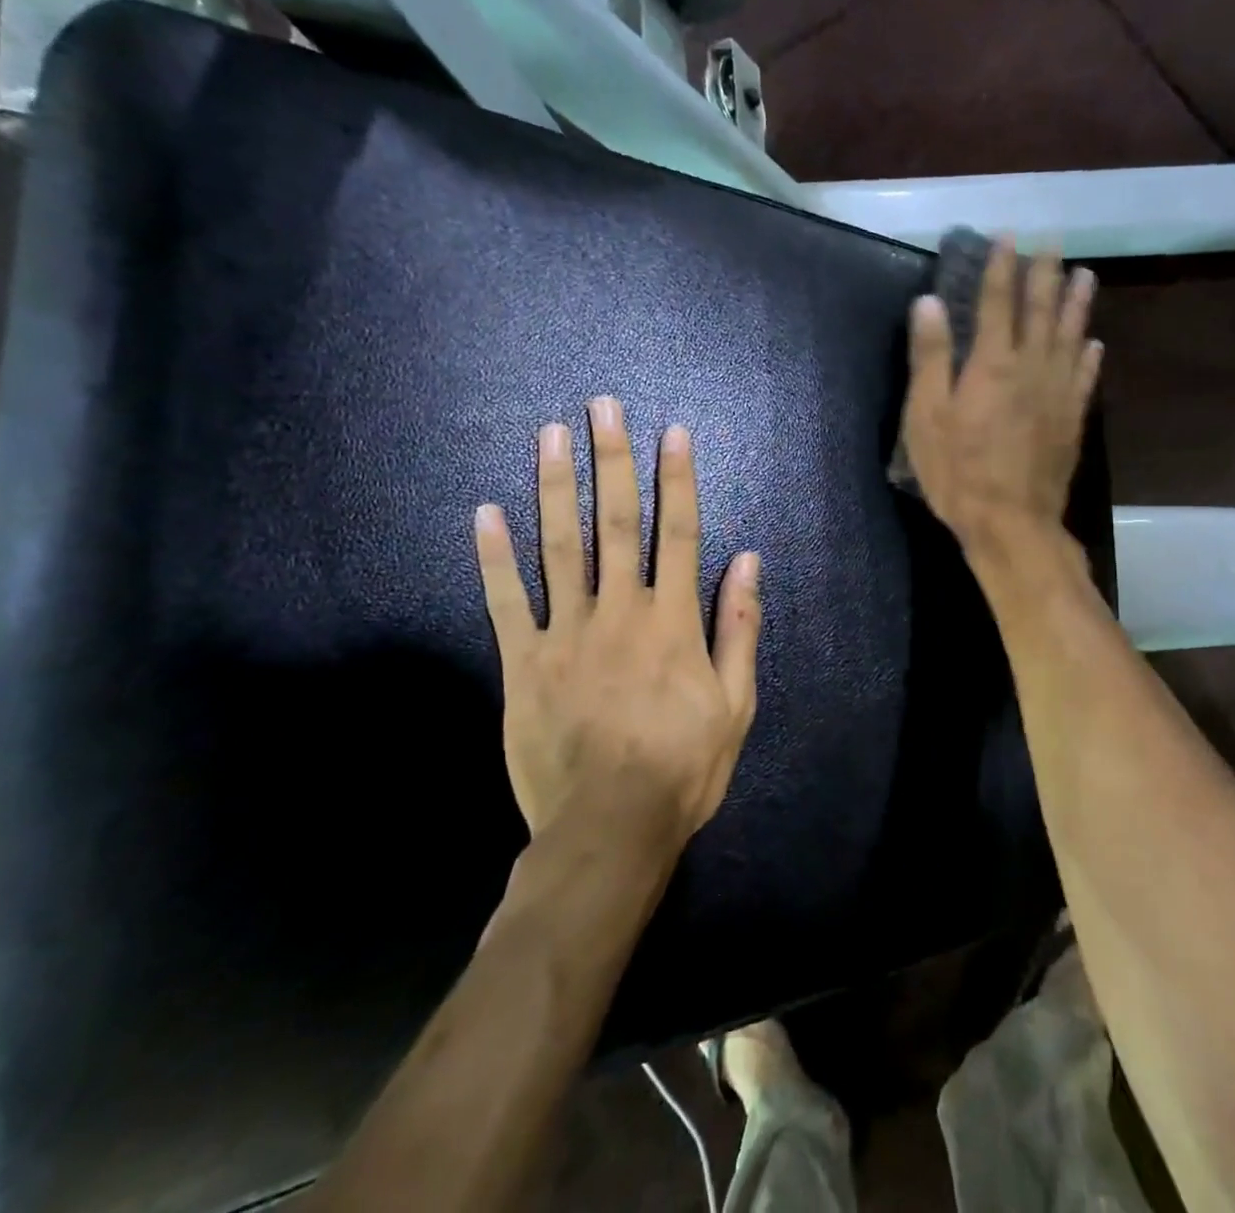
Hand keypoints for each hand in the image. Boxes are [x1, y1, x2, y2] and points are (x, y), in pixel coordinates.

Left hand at [473, 397, 761, 840]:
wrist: (609, 828)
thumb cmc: (683, 766)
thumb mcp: (736, 704)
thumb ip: (739, 629)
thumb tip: (749, 563)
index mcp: (672, 621)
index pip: (678, 533)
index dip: (677, 480)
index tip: (672, 434)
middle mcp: (620, 612)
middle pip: (616, 523)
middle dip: (612, 460)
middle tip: (602, 407)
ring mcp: (566, 634)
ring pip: (560, 547)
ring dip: (557, 486)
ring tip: (551, 435)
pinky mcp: (523, 663)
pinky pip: (506, 602)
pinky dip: (494, 556)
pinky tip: (485, 512)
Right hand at [901, 241, 1101, 551]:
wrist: (1011, 522)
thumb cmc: (958, 472)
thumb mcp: (927, 416)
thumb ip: (930, 357)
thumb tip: (929, 302)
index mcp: (992, 363)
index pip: (999, 302)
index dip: (1002, 266)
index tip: (1009, 235)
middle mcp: (1031, 367)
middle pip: (1041, 310)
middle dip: (1045, 273)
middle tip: (1054, 242)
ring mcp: (1057, 393)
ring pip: (1070, 336)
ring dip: (1077, 303)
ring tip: (1084, 275)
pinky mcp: (1071, 420)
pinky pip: (1084, 378)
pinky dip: (1089, 356)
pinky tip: (1094, 343)